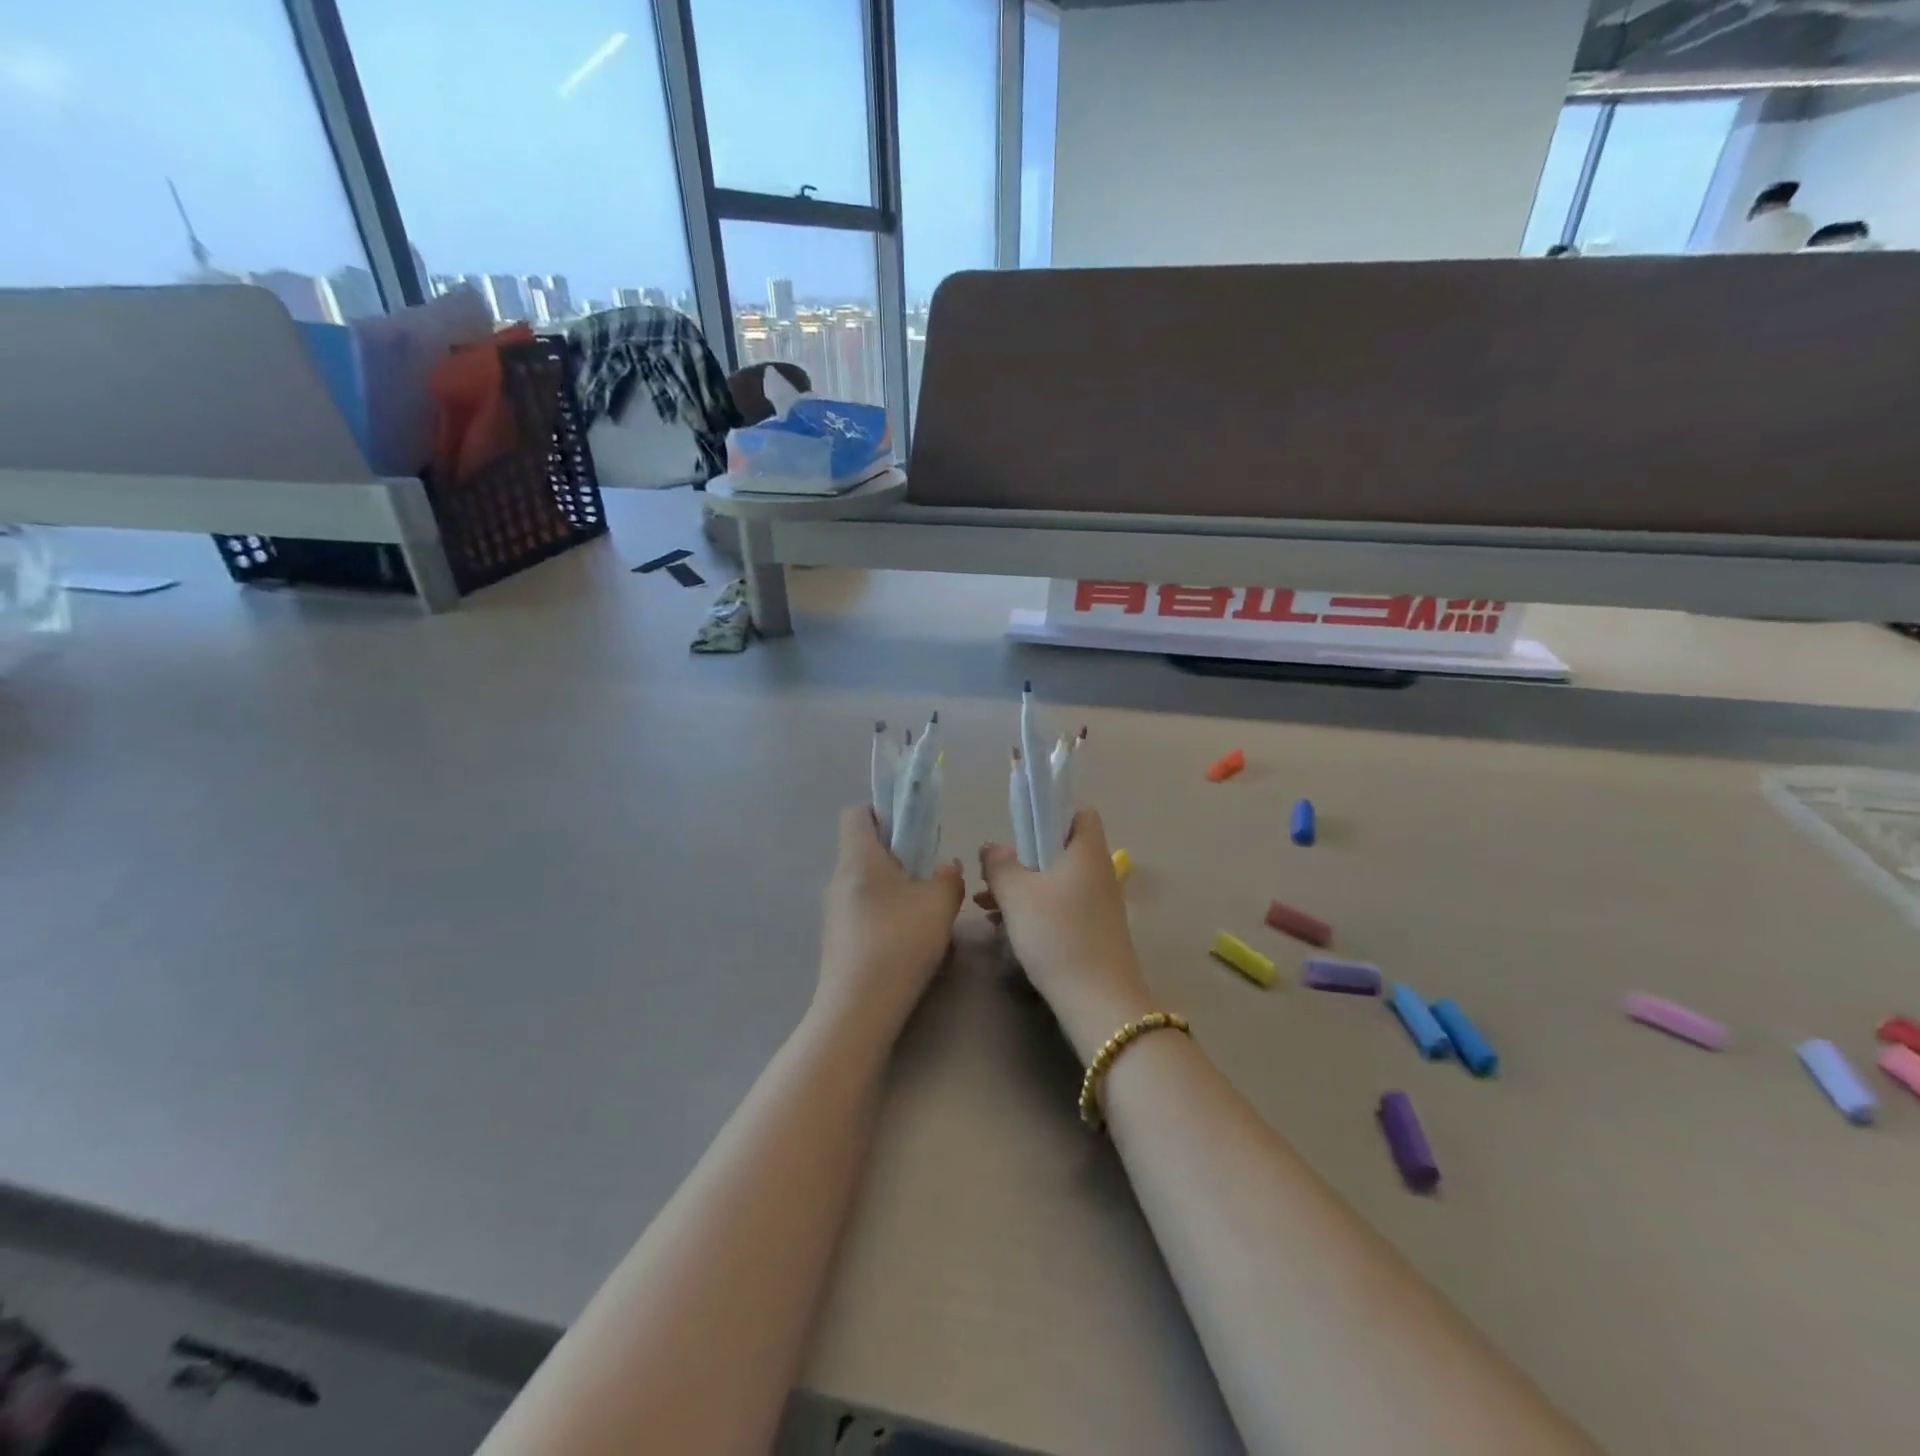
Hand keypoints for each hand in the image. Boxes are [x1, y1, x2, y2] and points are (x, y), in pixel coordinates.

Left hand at [815, 805, 965, 1042]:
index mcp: (859, 857)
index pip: (857, 813)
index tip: (912, 825)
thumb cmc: (899, 941)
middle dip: (896, 851)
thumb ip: (949, 877)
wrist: (858, 1007)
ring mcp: (833, 910)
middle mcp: (839, 878)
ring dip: (893, 884)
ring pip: (865, 881)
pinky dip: (884, 910)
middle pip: (863, 847)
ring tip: (923, 906)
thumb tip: (946, 867)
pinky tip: (908, 936)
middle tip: (928, 868)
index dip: (883, 810)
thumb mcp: (940, 903)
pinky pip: (862, 909)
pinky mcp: (837, 938)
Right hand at [979, 809, 1156, 1060]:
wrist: (1097, 1000)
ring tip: (986, 904)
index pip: (1079, 813)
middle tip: (991, 873)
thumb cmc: (1057, 933)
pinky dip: (1034, 910)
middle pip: (1059, 850)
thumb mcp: (1017, 894)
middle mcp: (1098, 872)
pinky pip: (1060, 908)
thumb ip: (1000, 864)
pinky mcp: (1094, 932)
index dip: (1050, 813)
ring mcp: (1099, 905)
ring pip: (1055, 882)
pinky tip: (1004, 928)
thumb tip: (992, 847)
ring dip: (1022, 888)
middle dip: (1022, 859)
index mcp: (1086, 851)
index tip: (1018, 829)